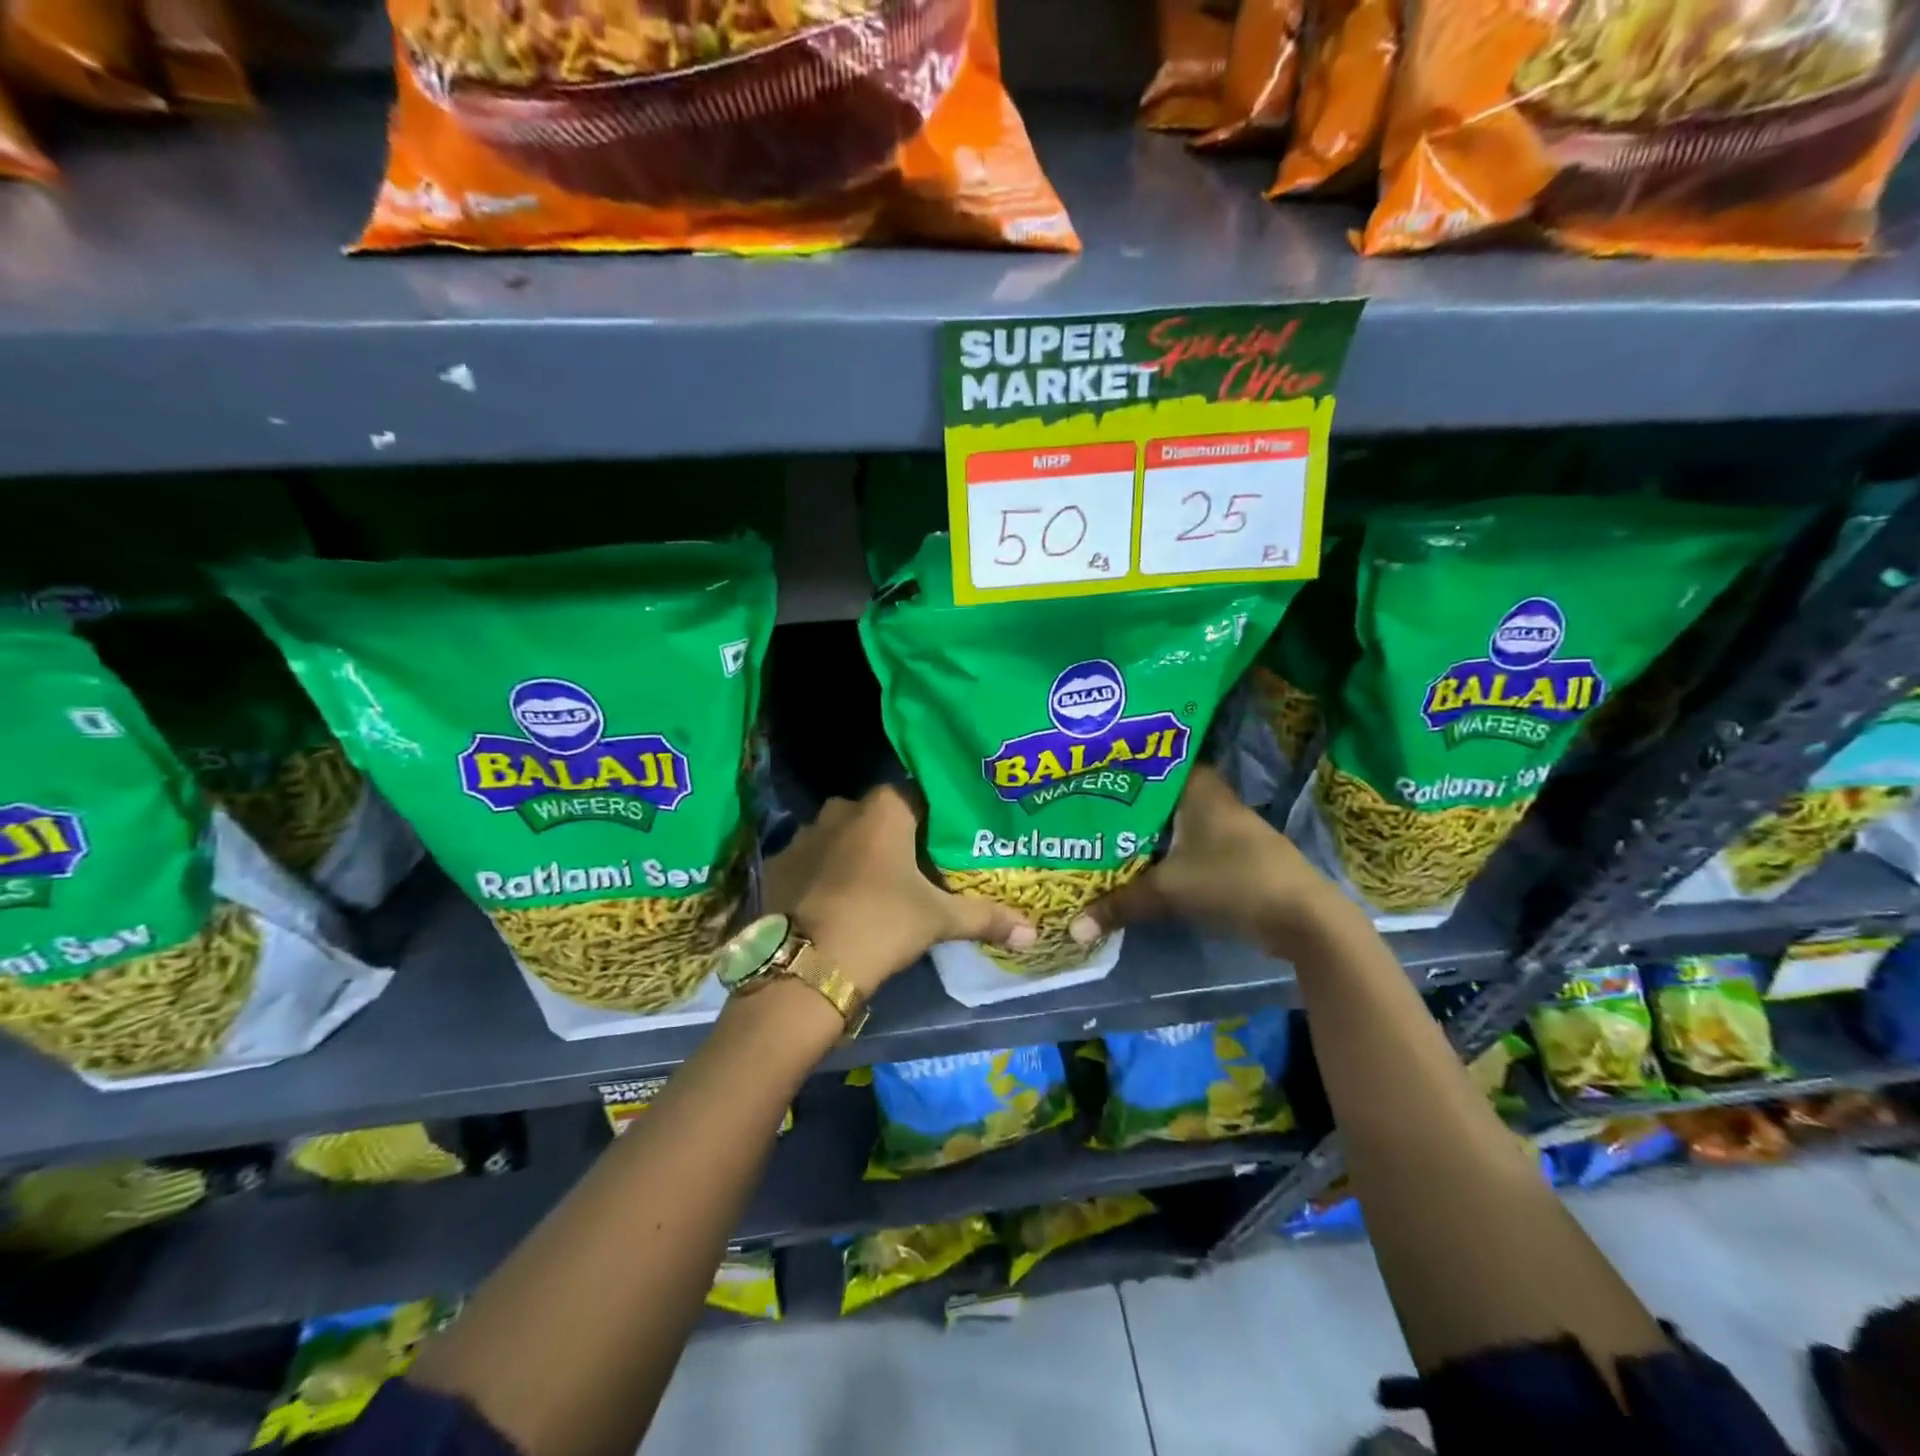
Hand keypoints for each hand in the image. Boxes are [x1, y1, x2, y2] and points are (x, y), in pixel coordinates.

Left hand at [762, 784, 1035, 996]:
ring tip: (871, 888)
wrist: (807, 965)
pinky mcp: (777, 864)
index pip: (916, 797)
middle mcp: (841, 809)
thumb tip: (1032, 931)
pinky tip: (831, 903)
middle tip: (911, 870)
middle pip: (876, 816)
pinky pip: (810, 860)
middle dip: (892, 836)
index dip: (931, 820)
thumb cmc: (882, 924)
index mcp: (884, 810)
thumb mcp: (938, 920)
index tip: (941, 845)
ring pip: (839, 836)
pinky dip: (822, 874)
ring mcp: (803, 835)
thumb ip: (985, 917)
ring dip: (854, 853)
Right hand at [1067, 766, 1348, 957]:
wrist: (1301, 917)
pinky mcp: (1229, 853)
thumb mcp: (1168, 891)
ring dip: (1141, 831)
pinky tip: (1132, 861)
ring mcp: (1223, 826)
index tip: (1085, 773)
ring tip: (1096, 834)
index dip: (1118, 767)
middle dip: (1122, 804)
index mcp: (1197, 786)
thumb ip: (1120, 905)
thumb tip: (1073, 929)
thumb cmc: (1233, 880)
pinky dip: (1160, 851)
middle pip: (1156, 794)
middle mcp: (1210, 797)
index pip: (1151, 761)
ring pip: (1170, 821)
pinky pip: (1184, 843)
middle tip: (1079, 808)